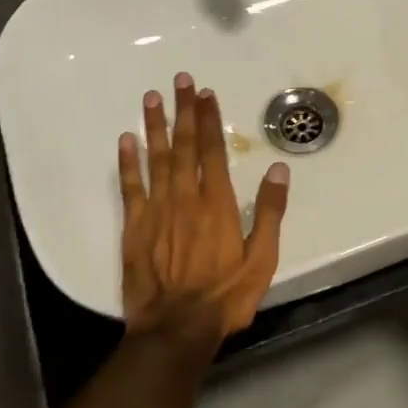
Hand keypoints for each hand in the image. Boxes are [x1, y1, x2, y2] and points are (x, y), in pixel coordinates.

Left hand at [118, 73, 289, 344]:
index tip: (206, 93)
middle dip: (183, 111)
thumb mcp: (262, 259)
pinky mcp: (135, 227)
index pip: (213, 151)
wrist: (177, 327)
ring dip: (155, 126)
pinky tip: (126, 141)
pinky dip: (128, 162)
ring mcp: (157, 210)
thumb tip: (280, 170)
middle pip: (184, 146)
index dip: (210, 120)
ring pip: (156, 159)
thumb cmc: (225, 295)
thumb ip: (271, 213)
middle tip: (180, 80)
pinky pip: (130, 187)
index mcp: (218, 204)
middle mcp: (186, 198)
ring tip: (152, 98)